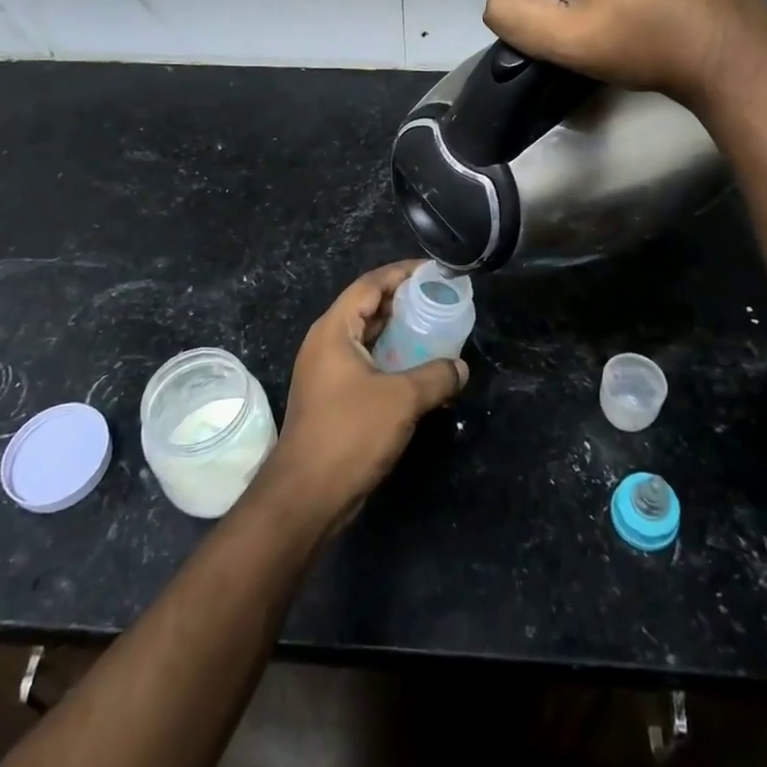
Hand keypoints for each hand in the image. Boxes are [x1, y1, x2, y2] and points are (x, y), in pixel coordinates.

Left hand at [266, 261, 467, 528]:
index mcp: (334, 330)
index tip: (433, 271)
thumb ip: (435, 376)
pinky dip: (393, 361)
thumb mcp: (401, 399)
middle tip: (441, 300)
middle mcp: (327, 343)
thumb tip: (460, 368)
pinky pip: (368, 364)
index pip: (370, 284)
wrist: (306, 496)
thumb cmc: (349, 433)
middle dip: (405, 302)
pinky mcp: (335, 398)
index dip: (402, 273)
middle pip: (369, 308)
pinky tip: (422, 372)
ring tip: (438, 331)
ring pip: (369, 338)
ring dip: (401, 334)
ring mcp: (328, 372)